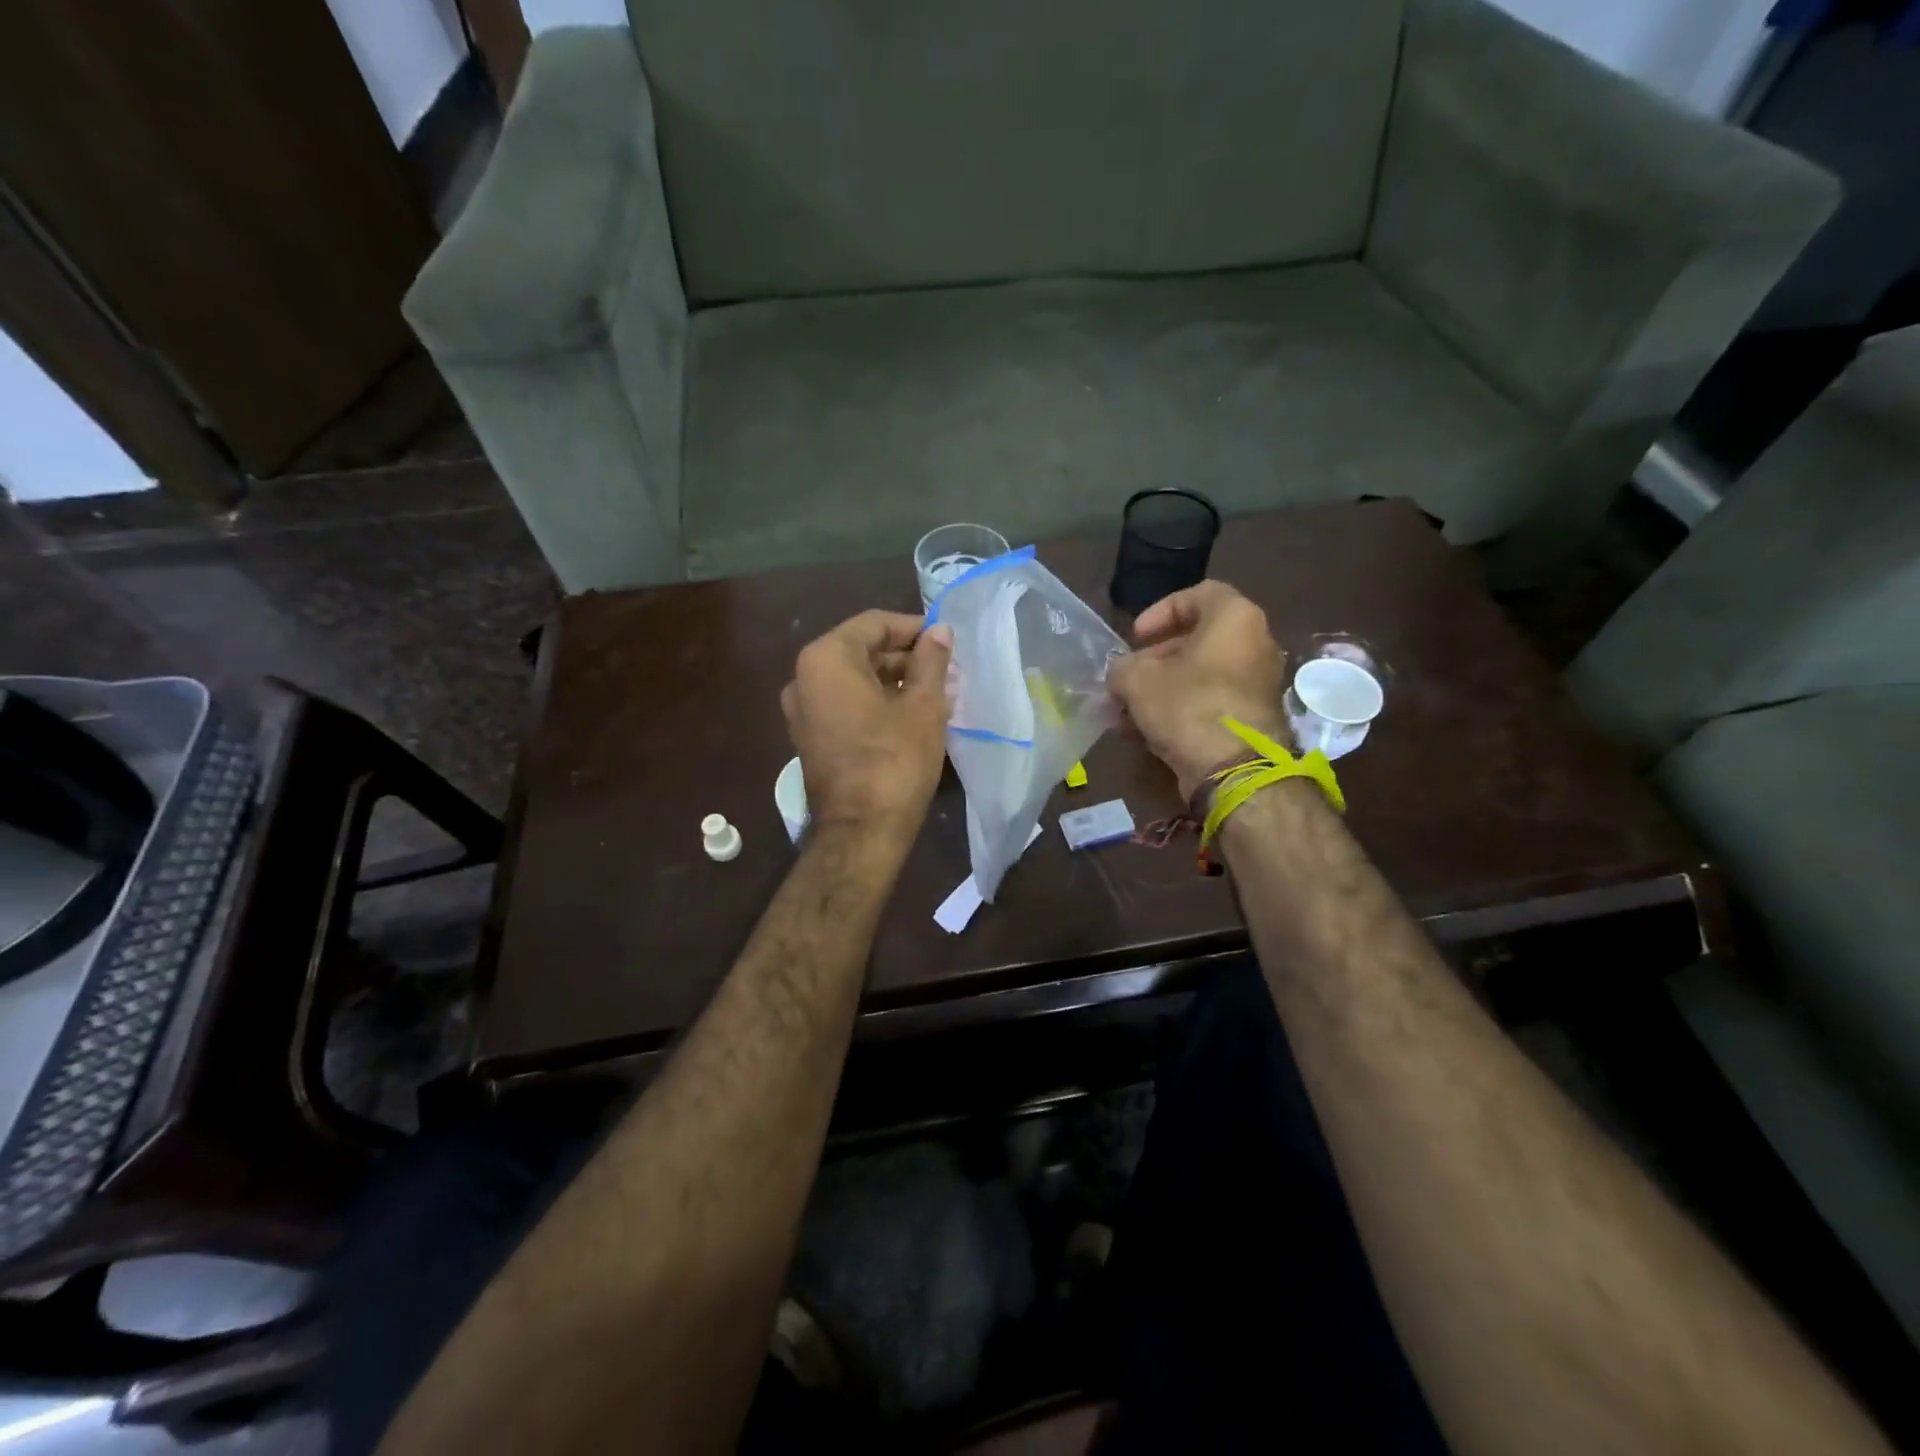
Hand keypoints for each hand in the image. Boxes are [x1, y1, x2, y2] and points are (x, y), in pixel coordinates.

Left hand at [781, 611, 952, 838]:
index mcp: (826, 659)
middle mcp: (804, 677)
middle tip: (945, 670)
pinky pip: (844, 704)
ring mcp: (802, 710)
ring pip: (853, 679)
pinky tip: (910, 714)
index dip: (913, 628)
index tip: (945, 641)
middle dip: (904, 656)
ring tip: (935, 692)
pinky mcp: (809, 737)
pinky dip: (874, 702)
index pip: (874, 624)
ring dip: (892, 680)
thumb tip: (940, 631)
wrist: (861, 831)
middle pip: (860, 650)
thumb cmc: (895, 760)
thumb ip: (931, 660)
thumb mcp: (923, 705)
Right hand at [1108, 581, 1289, 796]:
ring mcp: (1256, 684)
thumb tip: (1120, 673)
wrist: (1234, 770)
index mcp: (1235, 619)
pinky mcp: (1251, 718)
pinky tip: (1144, 733)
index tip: (1135, 637)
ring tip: (1124, 712)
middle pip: (1196, 641)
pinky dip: (1178, 710)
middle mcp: (1255, 644)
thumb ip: (1121, 667)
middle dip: (1153, 661)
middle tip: (1125, 679)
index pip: (1198, 594)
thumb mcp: (1137, 680)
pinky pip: (1209, 702)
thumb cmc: (1187, 705)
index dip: (1160, 611)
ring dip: (1159, 690)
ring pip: (1199, 676)